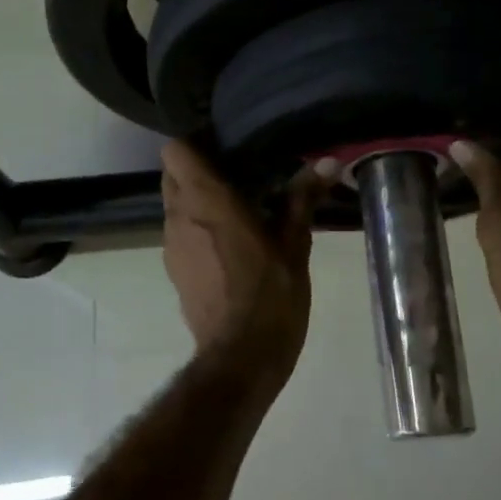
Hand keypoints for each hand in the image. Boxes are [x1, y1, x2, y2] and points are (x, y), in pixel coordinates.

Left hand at [161, 141, 323, 394]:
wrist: (241, 357)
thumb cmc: (271, 293)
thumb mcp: (294, 243)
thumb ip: (303, 197)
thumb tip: (328, 162)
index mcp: (207, 200)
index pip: (176, 151)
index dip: (195, 142)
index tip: (224, 145)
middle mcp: (180, 217)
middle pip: (173, 175)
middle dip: (198, 170)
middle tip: (237, 173)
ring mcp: (172, 246)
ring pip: (175, 207)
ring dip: (198, 201)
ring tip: (238, 209)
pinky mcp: (174, 272)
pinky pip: (180, 235)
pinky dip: (198, 229)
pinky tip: (230, 245)